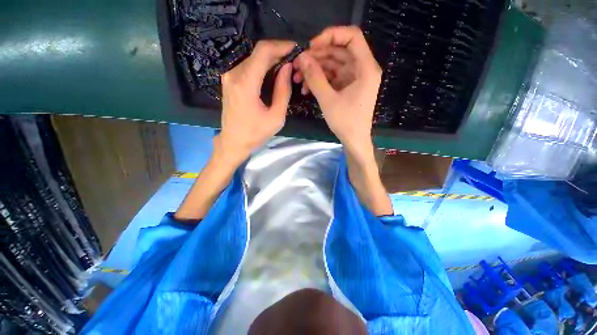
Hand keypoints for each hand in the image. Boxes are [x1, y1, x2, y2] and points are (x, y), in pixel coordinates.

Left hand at [218, 40, 294, 160]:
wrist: (233, 141)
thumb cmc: (256, 133)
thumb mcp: (276, 117)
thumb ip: (283, 91)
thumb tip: (287, 67)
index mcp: (245, 84)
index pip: (263, 51)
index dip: (281, 46)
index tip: (295, 49)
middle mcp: (234, 74)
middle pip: (258, 53)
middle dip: (278, 53)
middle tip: (294, 61)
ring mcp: (229, 76)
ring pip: (253, 58)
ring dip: (271, 60)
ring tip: (286, 68)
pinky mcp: (229, 80)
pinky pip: (248, 66)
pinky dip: (262, 67)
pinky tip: (272, 74)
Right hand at [293, 26, 381, 153]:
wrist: (354, 140)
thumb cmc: (346, 122)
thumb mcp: (328, 100)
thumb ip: (315, 78)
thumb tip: (302, 58)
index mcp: (365, 68)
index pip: (351, 37)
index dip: (331, 36)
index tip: (311, 46)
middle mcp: (362, 69)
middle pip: (339, 51)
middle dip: (317, 56)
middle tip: (298, 64)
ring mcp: (354, 78)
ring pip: (333, 64)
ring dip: (315, 69)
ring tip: (298, 78)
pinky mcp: (348, 86)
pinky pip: (333, 77)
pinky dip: (320, 80)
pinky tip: (306, 88)